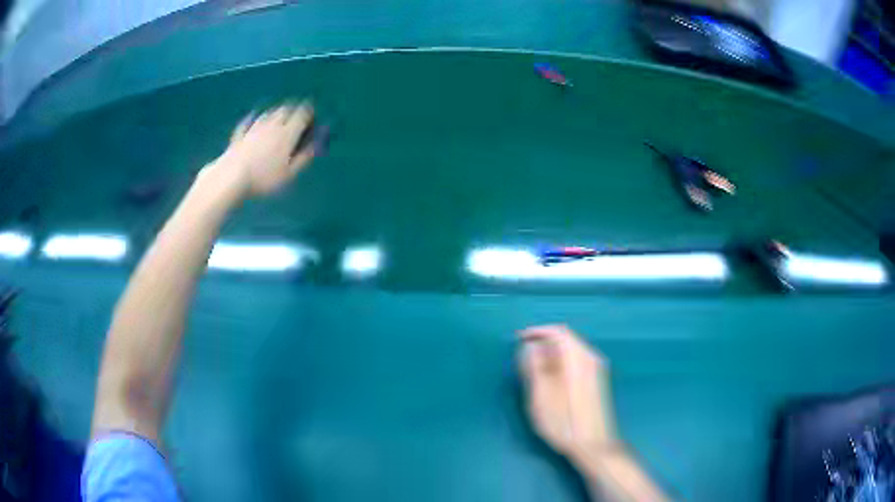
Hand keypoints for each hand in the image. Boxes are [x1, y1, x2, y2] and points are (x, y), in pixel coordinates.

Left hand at [216, 102, 316, 197]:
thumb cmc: (264, 178)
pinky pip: (248, 121)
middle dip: (293, 110)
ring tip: (279, 117)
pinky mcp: (239, 134)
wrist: (232, 177)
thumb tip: (314, 145)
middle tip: (296, 116)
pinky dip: (253, 118)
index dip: (308, 113)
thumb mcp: (289, 174)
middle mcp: (272, 125)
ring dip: (275, 113)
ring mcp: (254, 128)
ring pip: (268, 113)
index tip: (312, 117)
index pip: (302, 114)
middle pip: (285, 109)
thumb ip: (304, 158)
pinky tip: (253, 119)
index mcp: (287, 133)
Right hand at [517, 325, 618, 466]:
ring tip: (533, 366)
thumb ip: (534, 367)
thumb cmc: (564, 422)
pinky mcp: (597, 380)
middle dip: (543, 341)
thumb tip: (530, 346)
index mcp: (578, 359)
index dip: (536, 331)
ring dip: (551, 352)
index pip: (558, 331)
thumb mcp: (541, 396)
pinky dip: (561, 360)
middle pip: (566, 338)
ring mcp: (596, 369)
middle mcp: (591, 358)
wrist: (593, 444)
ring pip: (571, 349)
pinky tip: (551, 377)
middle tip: (523, 354)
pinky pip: (577, 359)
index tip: (519, 339)